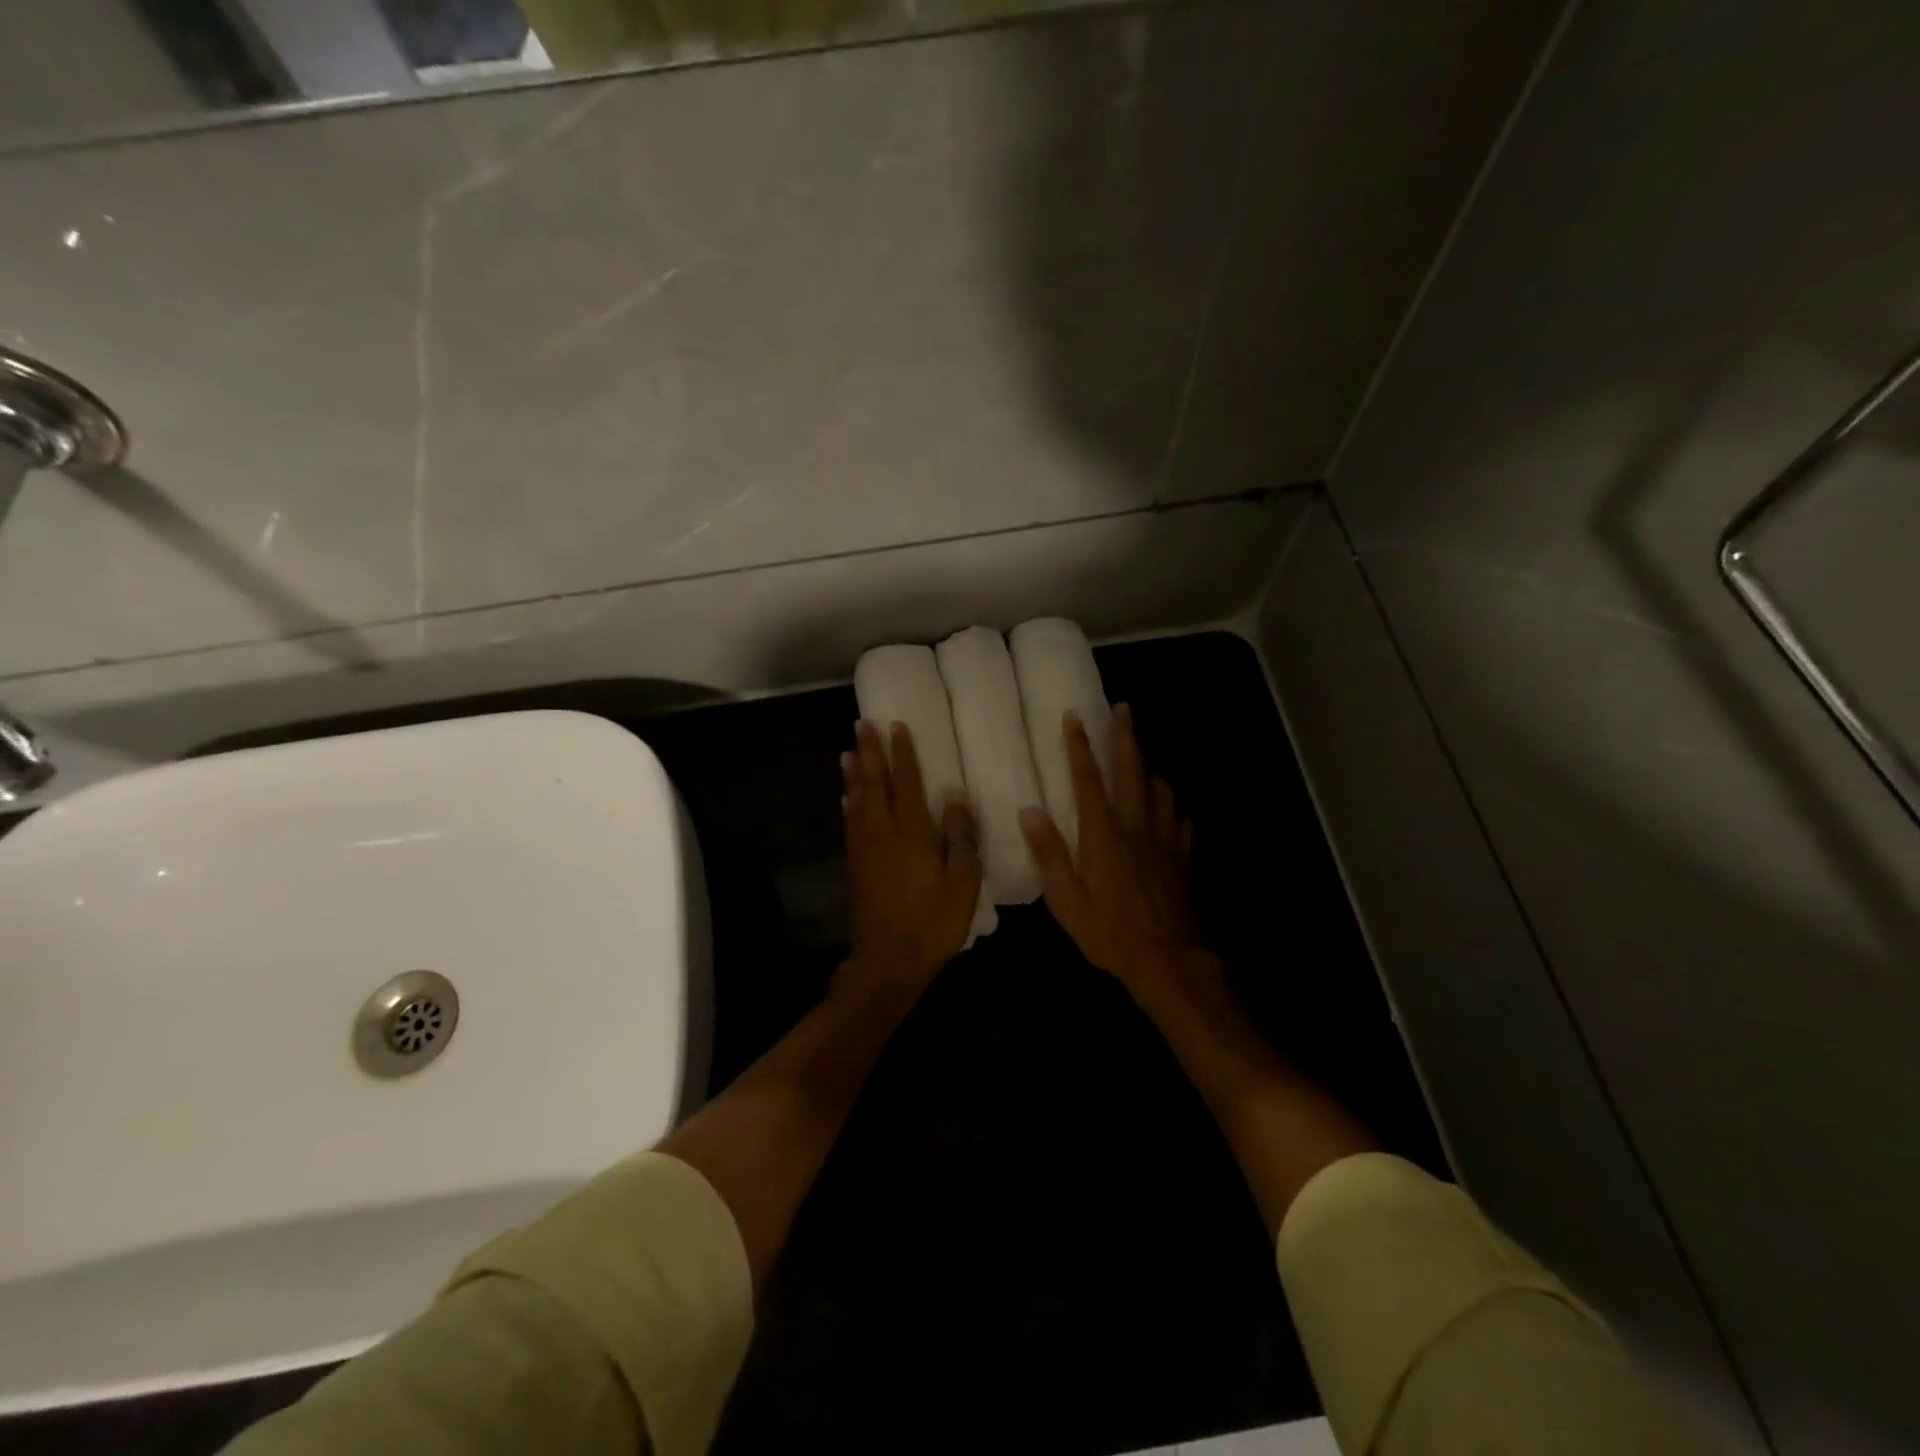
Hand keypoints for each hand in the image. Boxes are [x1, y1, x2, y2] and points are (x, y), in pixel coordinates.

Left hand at [839, 719, 982, 998]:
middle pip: (874, 783)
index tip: (896, 725)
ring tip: (848, 752)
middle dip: (869, 753)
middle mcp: (883, 832)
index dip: (902, 753)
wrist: (887, 961)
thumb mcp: (962, 882)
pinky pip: (850, 824)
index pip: (906, 782)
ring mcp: (864, 849)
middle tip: (862, 724)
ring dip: (853, 774)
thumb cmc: (933, 922)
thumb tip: (956, 794)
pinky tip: (846, 798)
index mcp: (912, 833)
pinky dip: (848, 804)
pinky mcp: (855, 866)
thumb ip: (960, 837)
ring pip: (856, 800)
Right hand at [1020, 704, 1210, 996]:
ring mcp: (1164, 842)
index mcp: (1104, 835)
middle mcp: (1136, 828)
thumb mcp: (1067, 901)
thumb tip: (1030, 812)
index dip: (1080, 747)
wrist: (1168, 960)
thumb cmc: (1110, 933)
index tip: (1074, 717)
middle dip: (1126, 738)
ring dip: (1151, 770)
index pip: (1089, 781)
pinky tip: (1172, 813)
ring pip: (1161, 792)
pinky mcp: (1181, 859)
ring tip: (1144, 759)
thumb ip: (1050, 855)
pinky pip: (1180, 824)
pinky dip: (1174, 811)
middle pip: (1132, 772)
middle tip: (1124, 708)